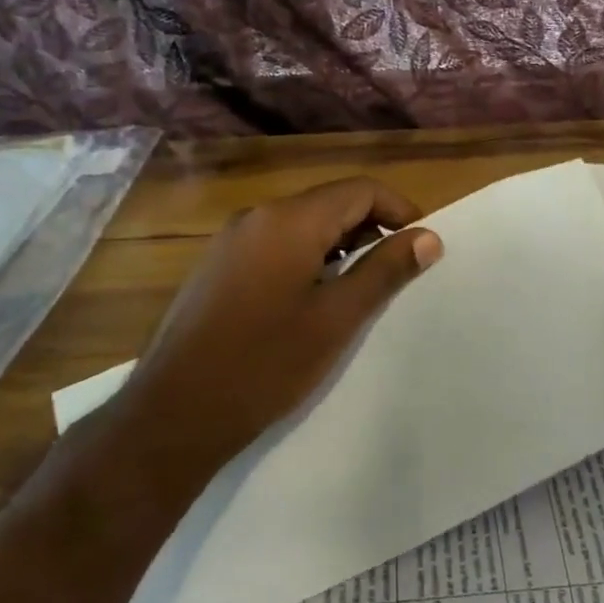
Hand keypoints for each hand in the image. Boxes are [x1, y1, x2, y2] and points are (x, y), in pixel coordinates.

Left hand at [106, 178, 442, 478]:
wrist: (174, 413)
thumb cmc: (265, 364)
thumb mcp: (337, 318)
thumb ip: (384, 271)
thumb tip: (429, 237)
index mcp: (288, 220)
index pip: (360, 190)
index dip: (400, 210)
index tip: (422, 246)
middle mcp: (257, 216)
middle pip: (330, 203)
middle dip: (371, 229)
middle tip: (397, 273)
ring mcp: (231, 240)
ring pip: (302, 225)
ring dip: (340, 246)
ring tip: (361, 289)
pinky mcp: (217, 266)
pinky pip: (275, 245)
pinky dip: (307, 258)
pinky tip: (314, 300)